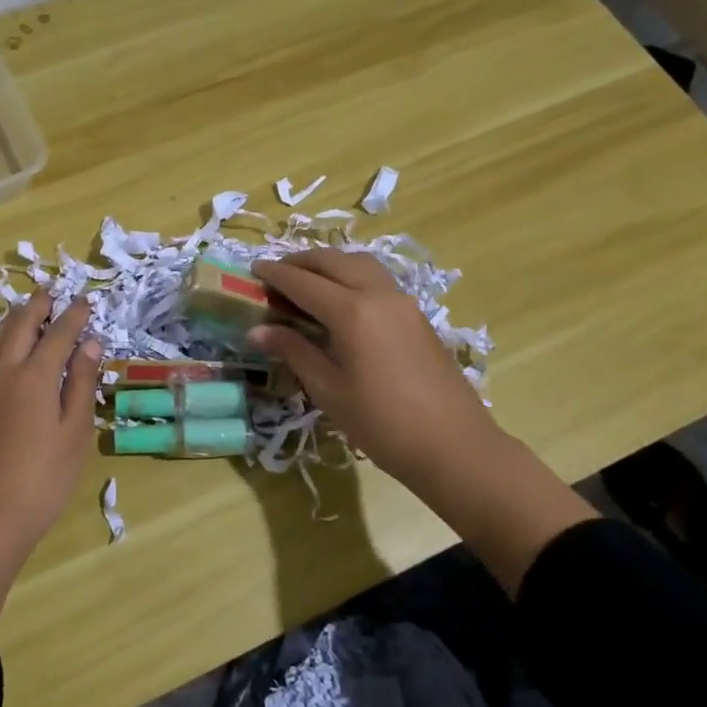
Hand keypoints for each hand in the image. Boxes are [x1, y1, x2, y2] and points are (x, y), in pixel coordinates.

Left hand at [0, 292, 101, 622]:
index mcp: (36, 375)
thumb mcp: (75, 432)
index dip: (74, 315)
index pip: (59, 333)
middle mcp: (5, 370)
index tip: (85, 301)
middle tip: (52, 292)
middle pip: (21, 325)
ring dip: (15, 318)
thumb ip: (82, 383)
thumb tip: (90, 343)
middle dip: (39, 306)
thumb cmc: (43, 478)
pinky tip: (2, 346)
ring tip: (27, 311)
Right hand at [249, 249, 503, 495]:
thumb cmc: (382, 423)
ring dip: (329, 264)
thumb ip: (294, 351)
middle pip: (333, 261)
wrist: (454, 445)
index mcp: (352, 312)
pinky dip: (351, 275)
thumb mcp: (329, 390)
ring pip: (359, 263)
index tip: (252, 269)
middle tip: (275, 274)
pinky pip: (377, 278)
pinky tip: (341, 300)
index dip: (275, 274)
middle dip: (301, 262)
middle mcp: (378, 294)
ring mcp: (403, 301)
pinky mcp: (417, 314)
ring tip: (307, 282)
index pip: (303, 281)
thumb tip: (257, 330)